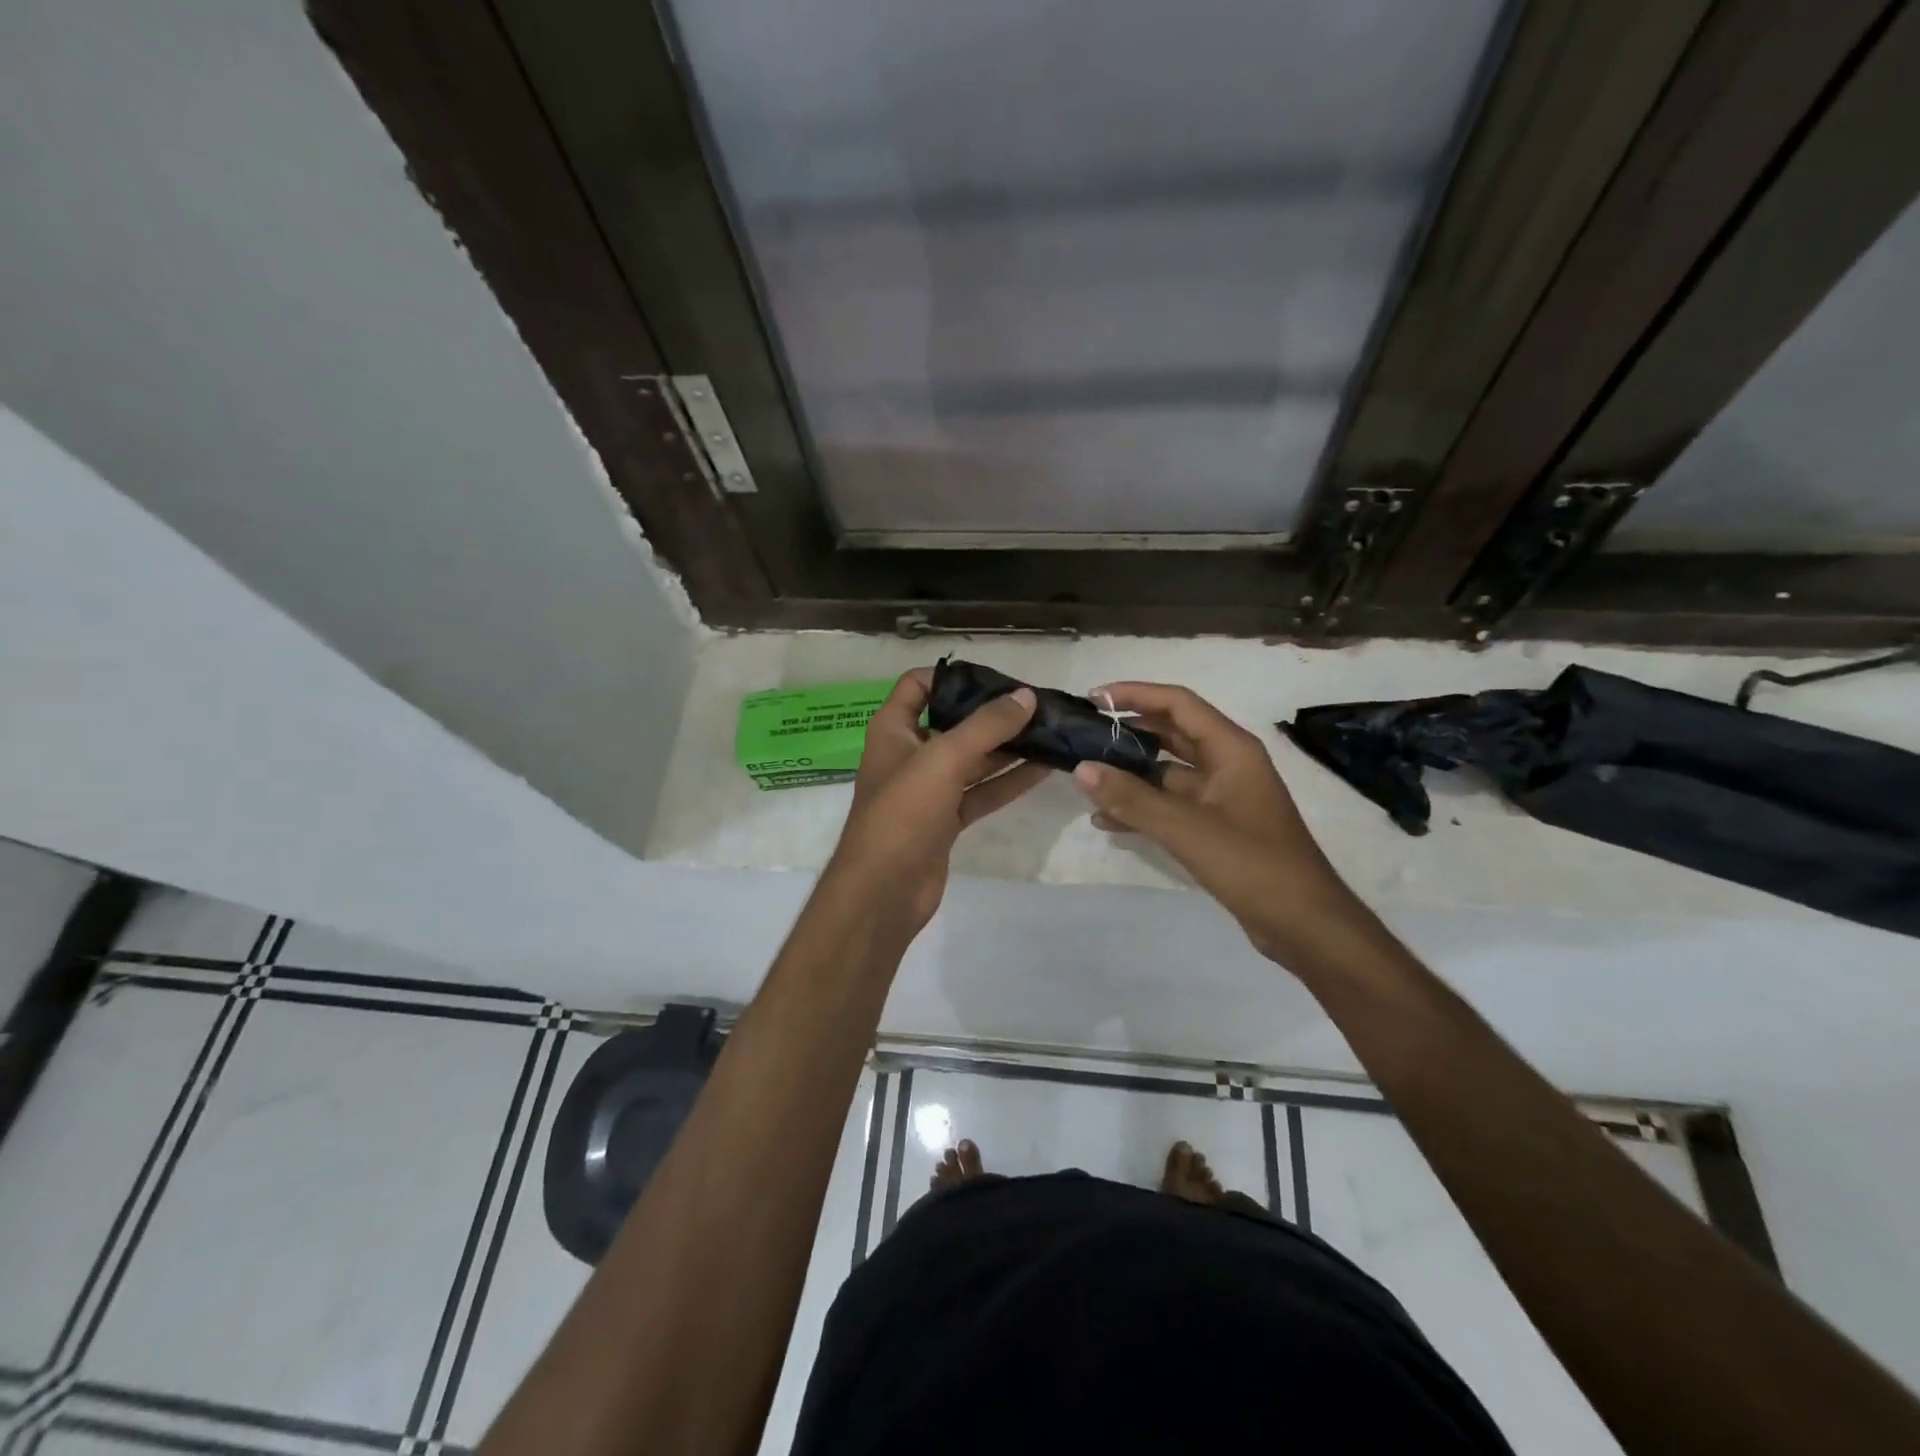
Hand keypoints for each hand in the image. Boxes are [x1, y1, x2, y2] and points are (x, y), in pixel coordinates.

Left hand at [825, 668, 1050, 939]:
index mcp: (893, 730)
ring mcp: (929, 790)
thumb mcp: (943, 759)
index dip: (952, 676)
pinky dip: (1008, 781)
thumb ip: (986, 726)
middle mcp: (910, 754)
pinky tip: (1044, 769)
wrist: (883, 892)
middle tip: (1038, 706)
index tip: (996, 678)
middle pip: (953, 722)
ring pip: (973, 760)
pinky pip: (981, 792)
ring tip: (1051, 732)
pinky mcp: (946, 820)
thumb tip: (1026, 697)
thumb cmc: (903, 813)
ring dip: (1008, 748)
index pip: (918, 685)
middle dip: (992, 714)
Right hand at [1070, 682, 1357, 960]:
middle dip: (1128, 732)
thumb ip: (1132, 798)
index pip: (1178, 704)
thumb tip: (1082, 768)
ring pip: (1167, 773)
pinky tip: (1106, 821)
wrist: (1305, 925)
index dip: (1134, 694)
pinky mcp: (1217, 828)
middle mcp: (1227, 764)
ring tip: (1087, 779)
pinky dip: (1142, 809)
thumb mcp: (1186, 828)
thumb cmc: (1252, 865)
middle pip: (1171, 734)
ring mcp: (1222, 797)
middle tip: (1084, 735)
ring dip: (1130, 774)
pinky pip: (1171, 806)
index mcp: (1231, 749)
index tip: (1094, 698)